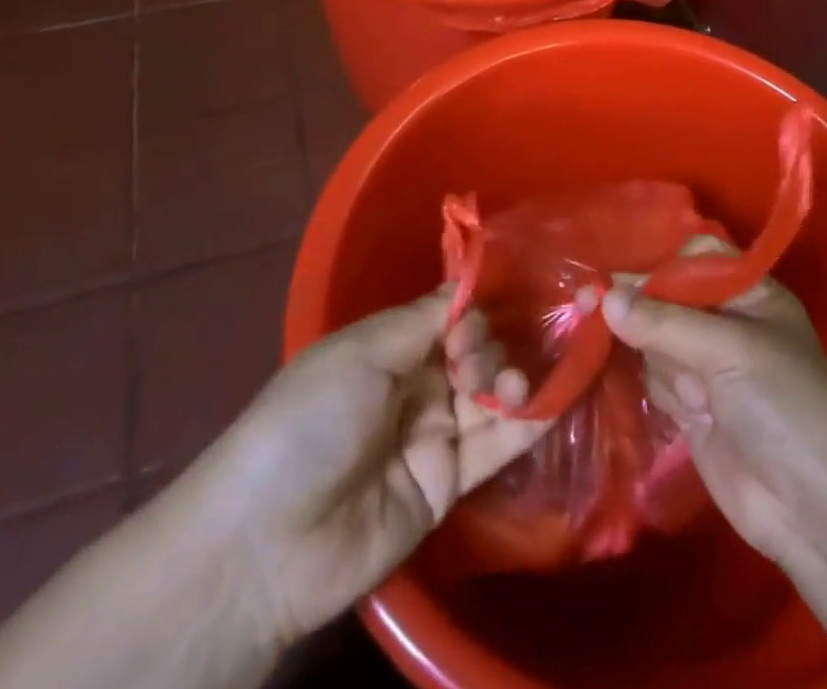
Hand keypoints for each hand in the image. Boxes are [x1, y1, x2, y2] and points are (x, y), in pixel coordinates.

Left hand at [145, 288, 549, 654]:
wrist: (269, 541)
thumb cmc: (310, 421)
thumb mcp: (360, 353)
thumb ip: (423, 320)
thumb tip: (467, 284)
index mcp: (386, 347)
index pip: (446, 315)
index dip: (473, 307)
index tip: (496, 303)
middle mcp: (414, 385)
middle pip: (473, 351)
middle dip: (489, 345)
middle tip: (476, 364)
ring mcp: (432, 436)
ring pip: (490, 395)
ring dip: (512, 379)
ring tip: (514, 385)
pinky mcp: (448, 485)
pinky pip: (495, 447)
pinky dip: (529, 422)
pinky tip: (557, 396)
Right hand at [601, 239, 826, 570]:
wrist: (814, 508)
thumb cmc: (784, 404)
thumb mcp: (729, 350)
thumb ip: (664, 323)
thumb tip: (604, 299)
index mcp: (750, 295)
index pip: (697, 258)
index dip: (660, 263)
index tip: (619, 275)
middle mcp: (727, 324)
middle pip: (667, 298)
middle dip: (637, 305)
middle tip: (586, 302)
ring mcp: (709, 367)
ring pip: (654, 338)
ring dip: (649, 353)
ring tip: (676, 388)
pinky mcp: (692, 407)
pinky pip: (655, 378)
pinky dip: (649, 383)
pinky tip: (659, 398)